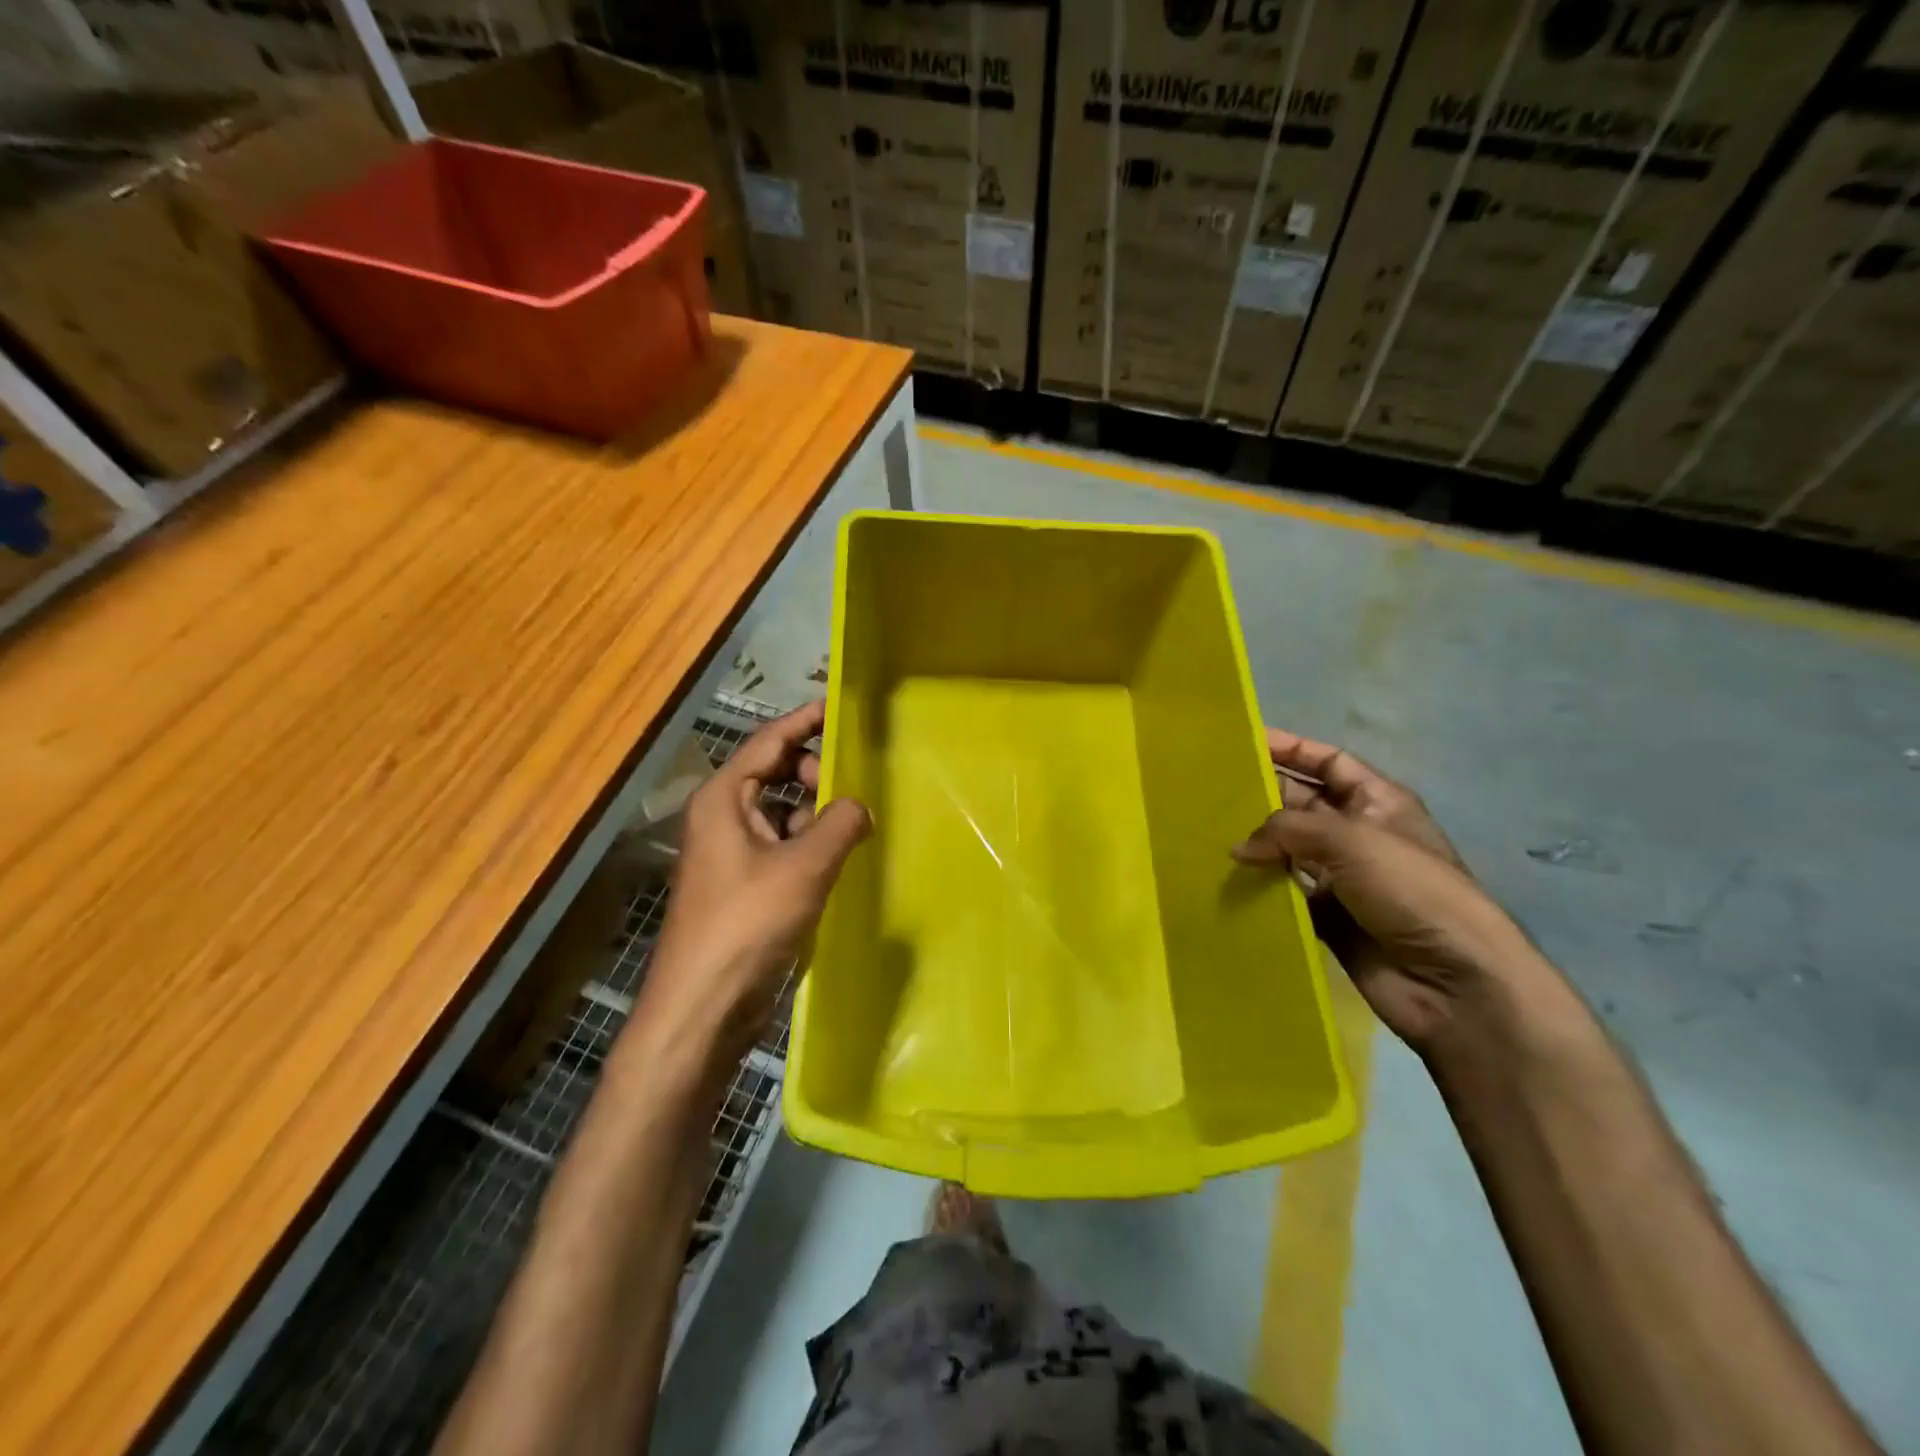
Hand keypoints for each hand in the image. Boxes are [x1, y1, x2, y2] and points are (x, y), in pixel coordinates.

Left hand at [644, 701, 869, 1055]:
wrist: (703, 1007)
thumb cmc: (747, 924)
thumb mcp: (804, 867)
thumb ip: (840, 824)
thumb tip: (861, 805)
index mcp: (724, 798)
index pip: (768, 741)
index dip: (805, 720)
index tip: (841, 706)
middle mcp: (724, 817)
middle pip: (776, 773)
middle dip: (816, 772)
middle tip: (857, 782)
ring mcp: (732, 853)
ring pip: (782, 812)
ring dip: (816, 812)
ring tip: (857, 821)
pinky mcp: (745, 886)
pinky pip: (783, 846)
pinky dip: (811, 844)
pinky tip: (840, 858)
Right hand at [1233, 728, 1542, 1051]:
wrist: (1453, 982)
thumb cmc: (1411, 890)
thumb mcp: (1351, 840)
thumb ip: (1287, 829)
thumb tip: (1238, 848)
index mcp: (1377, 802)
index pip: (1328, 761)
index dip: (1290, 748)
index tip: (1243, 742)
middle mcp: (1358, 834)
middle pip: (1302, 802)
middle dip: (1262, 794)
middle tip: (1209, 791)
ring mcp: (1343, 877)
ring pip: (1288, 849)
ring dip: (1256, 843)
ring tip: (1207, 833)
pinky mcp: (1329, 917)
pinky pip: (1285, 892)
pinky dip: (1260, 886)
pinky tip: (1226, 880)